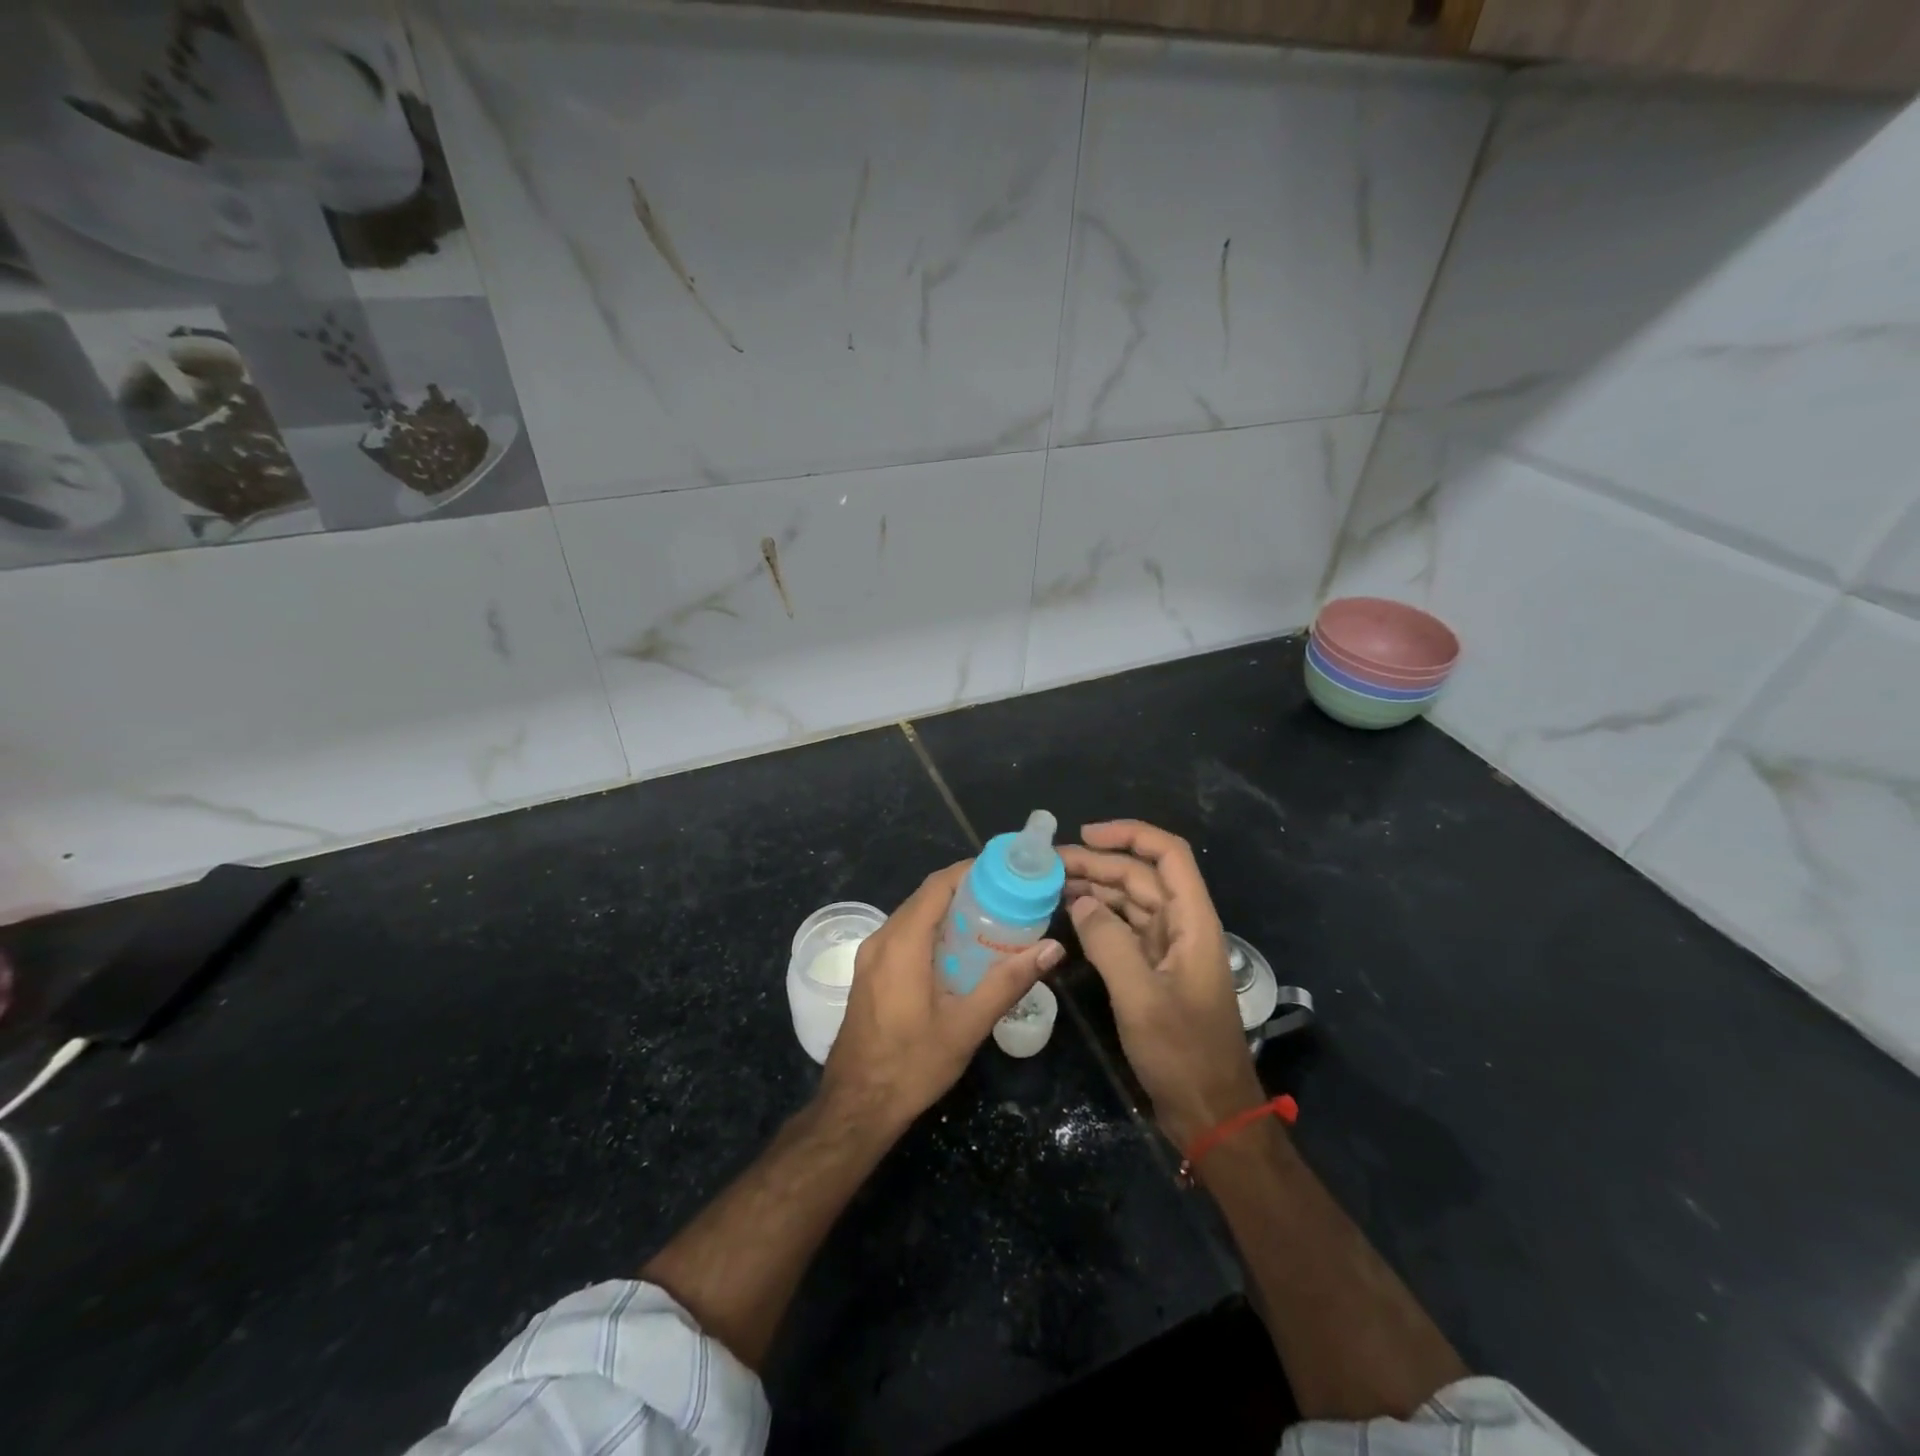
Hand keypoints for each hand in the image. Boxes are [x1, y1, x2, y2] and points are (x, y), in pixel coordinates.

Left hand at [820, 862, 1063, 1133]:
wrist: (856, 1107)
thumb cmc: (912, 1065)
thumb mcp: (967, 1026)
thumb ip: (1008, 982)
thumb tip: (1052, 949)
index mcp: (902, 943)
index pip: (937, 886)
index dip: (970, 871)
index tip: (1006, 871)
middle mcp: (881, 940)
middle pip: (925, 897)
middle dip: (965, 890)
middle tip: (1008, 897)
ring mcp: (870, 957)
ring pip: (913, 916)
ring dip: (948, 911)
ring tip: (991, 920)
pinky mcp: (869, 973)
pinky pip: (903, 935)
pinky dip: (932, 931)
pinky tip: (959, 952)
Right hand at [1061, 820, 1263, 1147]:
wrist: (1210, 1112)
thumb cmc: (1182, 1054)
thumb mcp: (1140, 997)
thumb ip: (1108, 942)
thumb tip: (1080, 903)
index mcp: (1193, 922)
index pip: (1168, 855)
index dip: (1130, 835)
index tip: (1085, 835)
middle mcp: (1183, 926)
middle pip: (1142, 876)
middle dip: (1098, 863)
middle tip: (1049, 864)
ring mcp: (1169, 949)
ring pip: (1131, 901)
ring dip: (1095, 888)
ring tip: (1051, 884)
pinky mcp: (1156, 971)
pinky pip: (1125, 930)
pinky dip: (1099, 918)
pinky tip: (1070, 916)